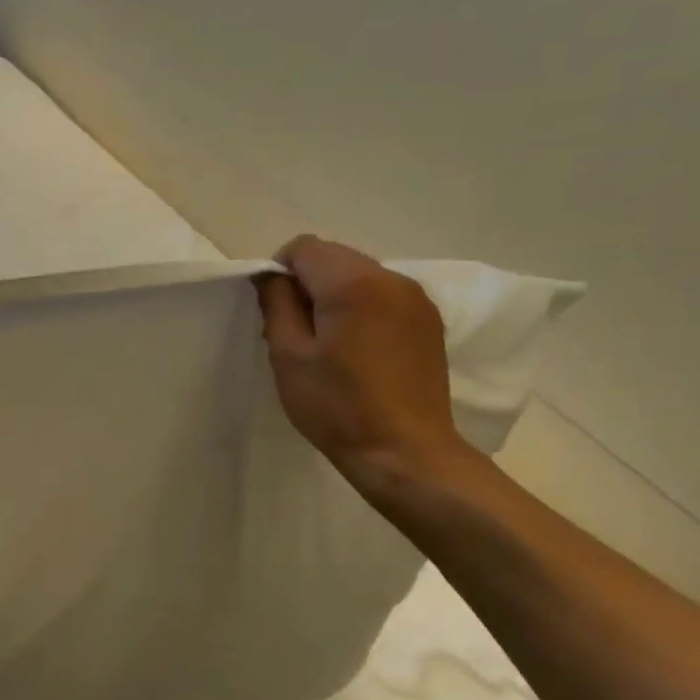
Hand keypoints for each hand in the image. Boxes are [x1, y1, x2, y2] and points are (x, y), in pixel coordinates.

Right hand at [255, 236, 475, 490]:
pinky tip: (356, 350)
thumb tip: (271, 276)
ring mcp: (416, 298)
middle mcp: (391, 278)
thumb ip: (277, 304)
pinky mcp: (428, 321)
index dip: (280, 271)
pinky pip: (383, 296)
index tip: (275, 310)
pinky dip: (361, 308)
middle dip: (307, 283)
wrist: (405, 452)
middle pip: (334, 257)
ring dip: (335, 296)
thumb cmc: (337, 405)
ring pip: (359, 275)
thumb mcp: (288, 355)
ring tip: (327, 343)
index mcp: (353, 283)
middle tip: (296, 331)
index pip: (304, 248)